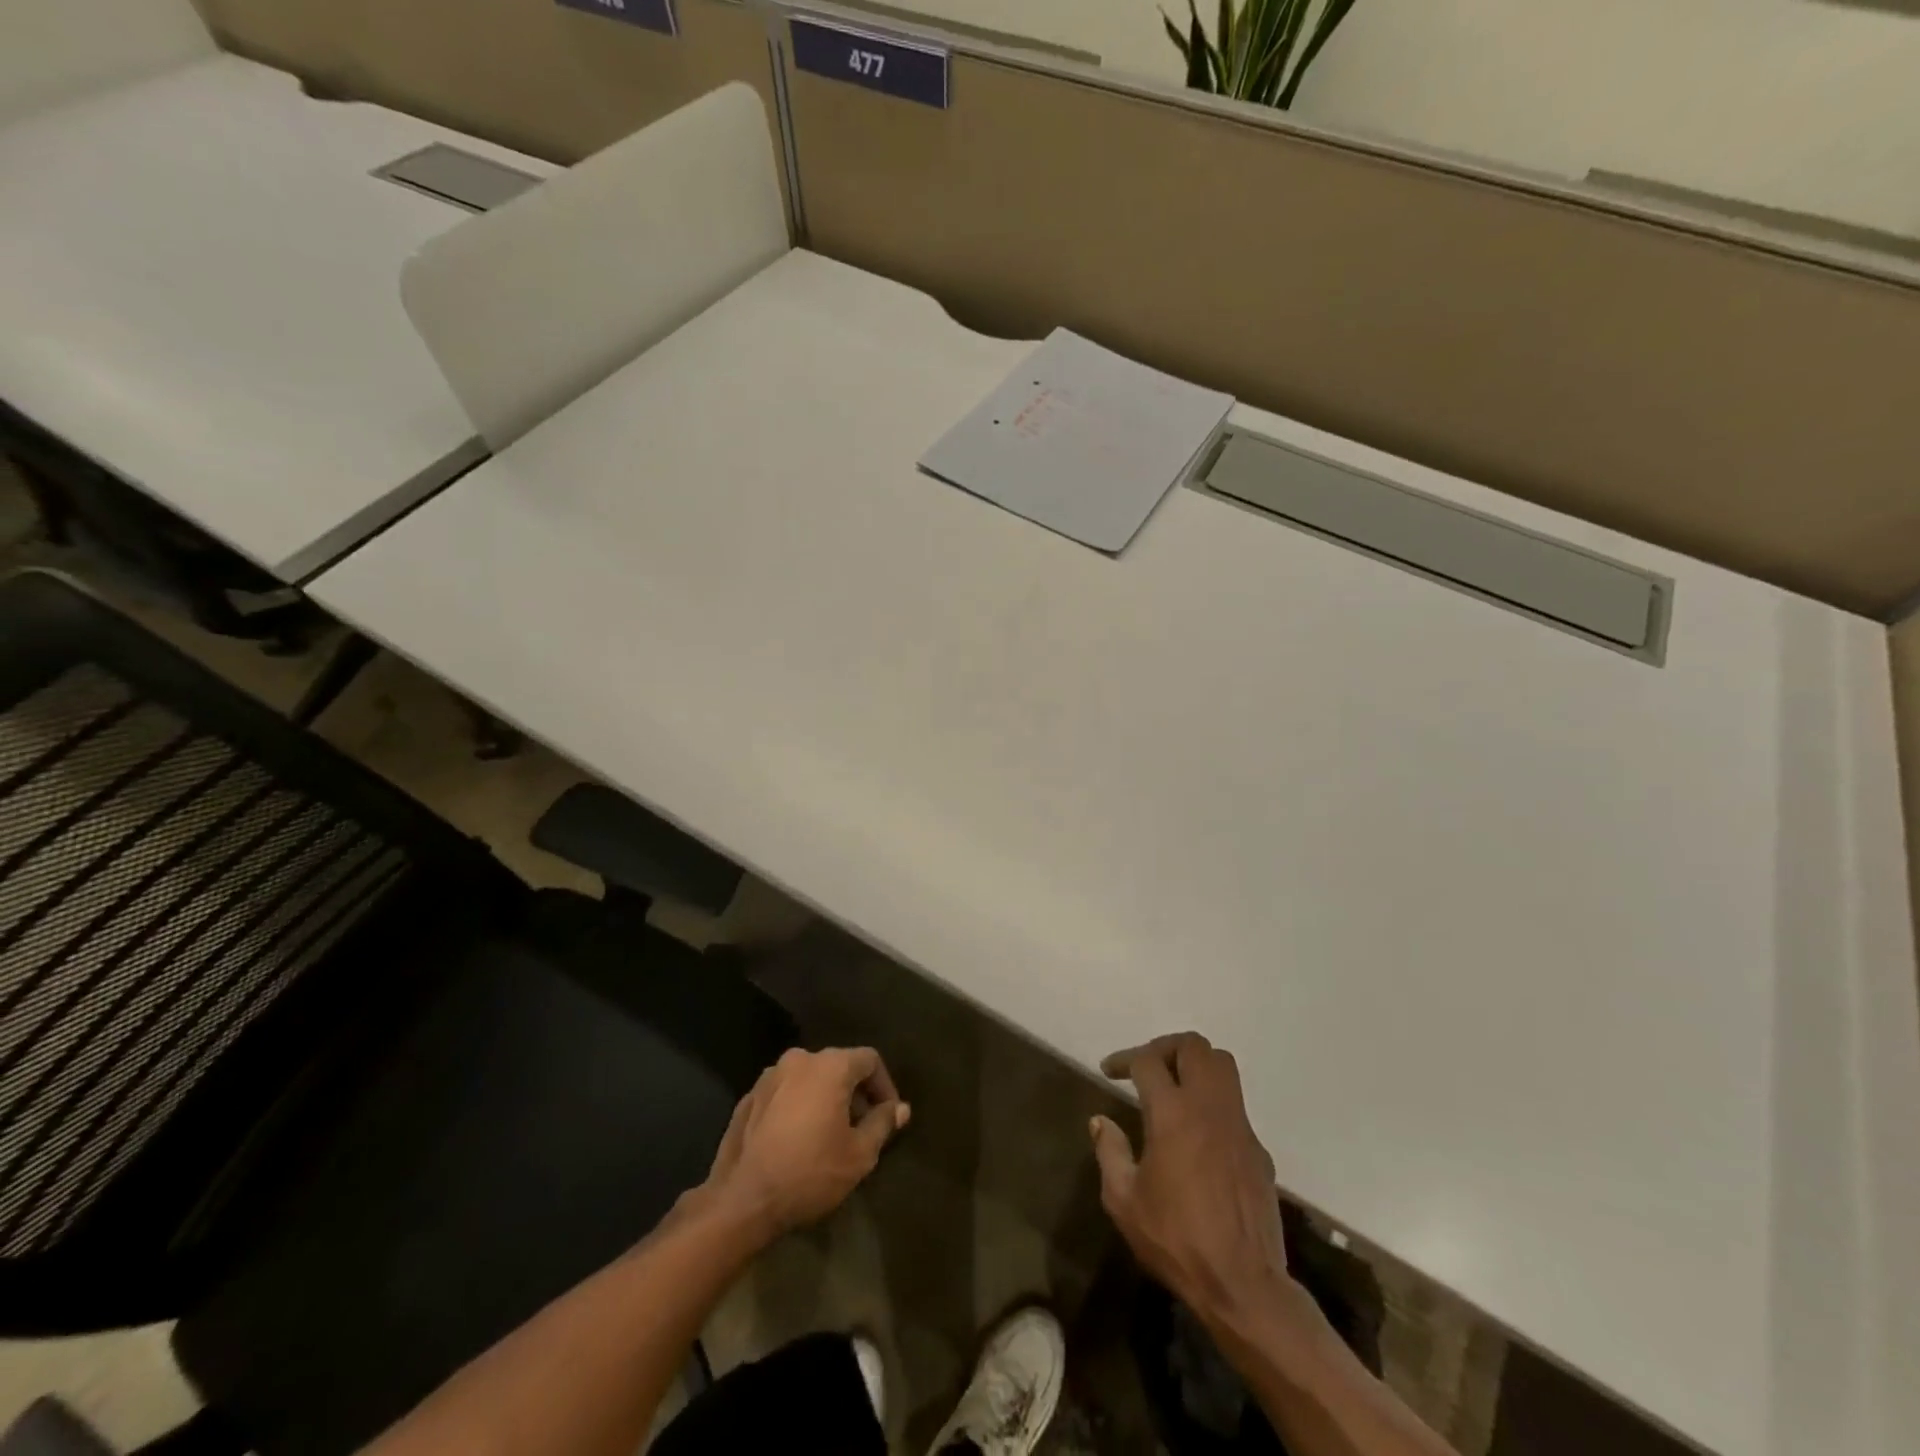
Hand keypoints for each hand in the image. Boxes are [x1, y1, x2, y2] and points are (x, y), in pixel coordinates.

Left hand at [701, 1047, 909, 1237]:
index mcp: (830, 1066)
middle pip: (839, 1066)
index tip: (889, 1117)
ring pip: (810, 1079)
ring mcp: (769, 1076)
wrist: (741, 1200)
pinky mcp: (748, 1097)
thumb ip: (882, 1123)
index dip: (885, 1086)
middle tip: (861, 1128)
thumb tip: (900, 1108)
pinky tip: (797, 1140)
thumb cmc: (809, 1173)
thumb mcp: (859, 1154)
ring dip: (825, 1099)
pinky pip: (785, 1093)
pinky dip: (798, 1107)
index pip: (870, 1060)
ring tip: (829, 1135)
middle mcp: (799, 1059)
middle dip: (855, 1093)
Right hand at [1092, 1033, 1294, 1327]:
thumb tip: (1101, 1121)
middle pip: (1194, 1046)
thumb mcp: (1124, 1201)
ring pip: (1223, 1065)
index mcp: (1172, 1114)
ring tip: (1174, 1086)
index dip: (1124, 1059)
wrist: (1243, 1285)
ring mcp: (1239, 1125)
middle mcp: (1208, 1107)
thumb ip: (1110, 1152)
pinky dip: (1213, 1102)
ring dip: (1196, 1064)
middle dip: (1166, 1047)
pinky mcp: (1258, 1148)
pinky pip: (1235, 1104)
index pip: (1148, 1061)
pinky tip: (1198, 1134)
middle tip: (1147, 1068)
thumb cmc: (1176, 1240)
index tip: (1109, 1071)